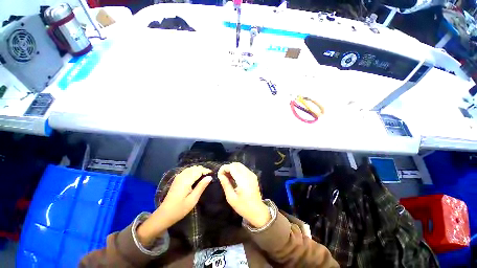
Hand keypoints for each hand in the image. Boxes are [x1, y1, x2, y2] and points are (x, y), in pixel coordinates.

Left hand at [137, 166, 211, 245]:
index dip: (206, 170)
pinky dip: (193, 170)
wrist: (165, 214)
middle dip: (203, 169)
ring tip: (204, 174)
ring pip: (190, 168)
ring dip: (198, 169)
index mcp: (186, 181)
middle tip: (209, 175)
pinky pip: (187, 171)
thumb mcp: (193, 199)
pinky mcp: (177, 179)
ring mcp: (178, 177)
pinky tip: (196, 175)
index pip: (198, 171)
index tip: (212, 173)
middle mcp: (182, 176)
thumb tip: (210, 177)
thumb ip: (201, 187)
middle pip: (194, 168)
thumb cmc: (180, 208)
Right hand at [218, 162, 270, 228]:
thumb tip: (220, 175)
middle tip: (223, 175)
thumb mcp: (231, 198)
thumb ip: (225, 184)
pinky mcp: (253, 176)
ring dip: (233, 168)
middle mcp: (248, 175)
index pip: (232, 167)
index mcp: (243, 180)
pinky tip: (234, 178)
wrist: (257, 211)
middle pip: (236, 164)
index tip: (219, 174)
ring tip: (227, 177)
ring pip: (240, 165)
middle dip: (228, 167)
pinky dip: (237, 170)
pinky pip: (244, 169)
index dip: (224, 168)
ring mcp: (252, 174)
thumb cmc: (243, 207)